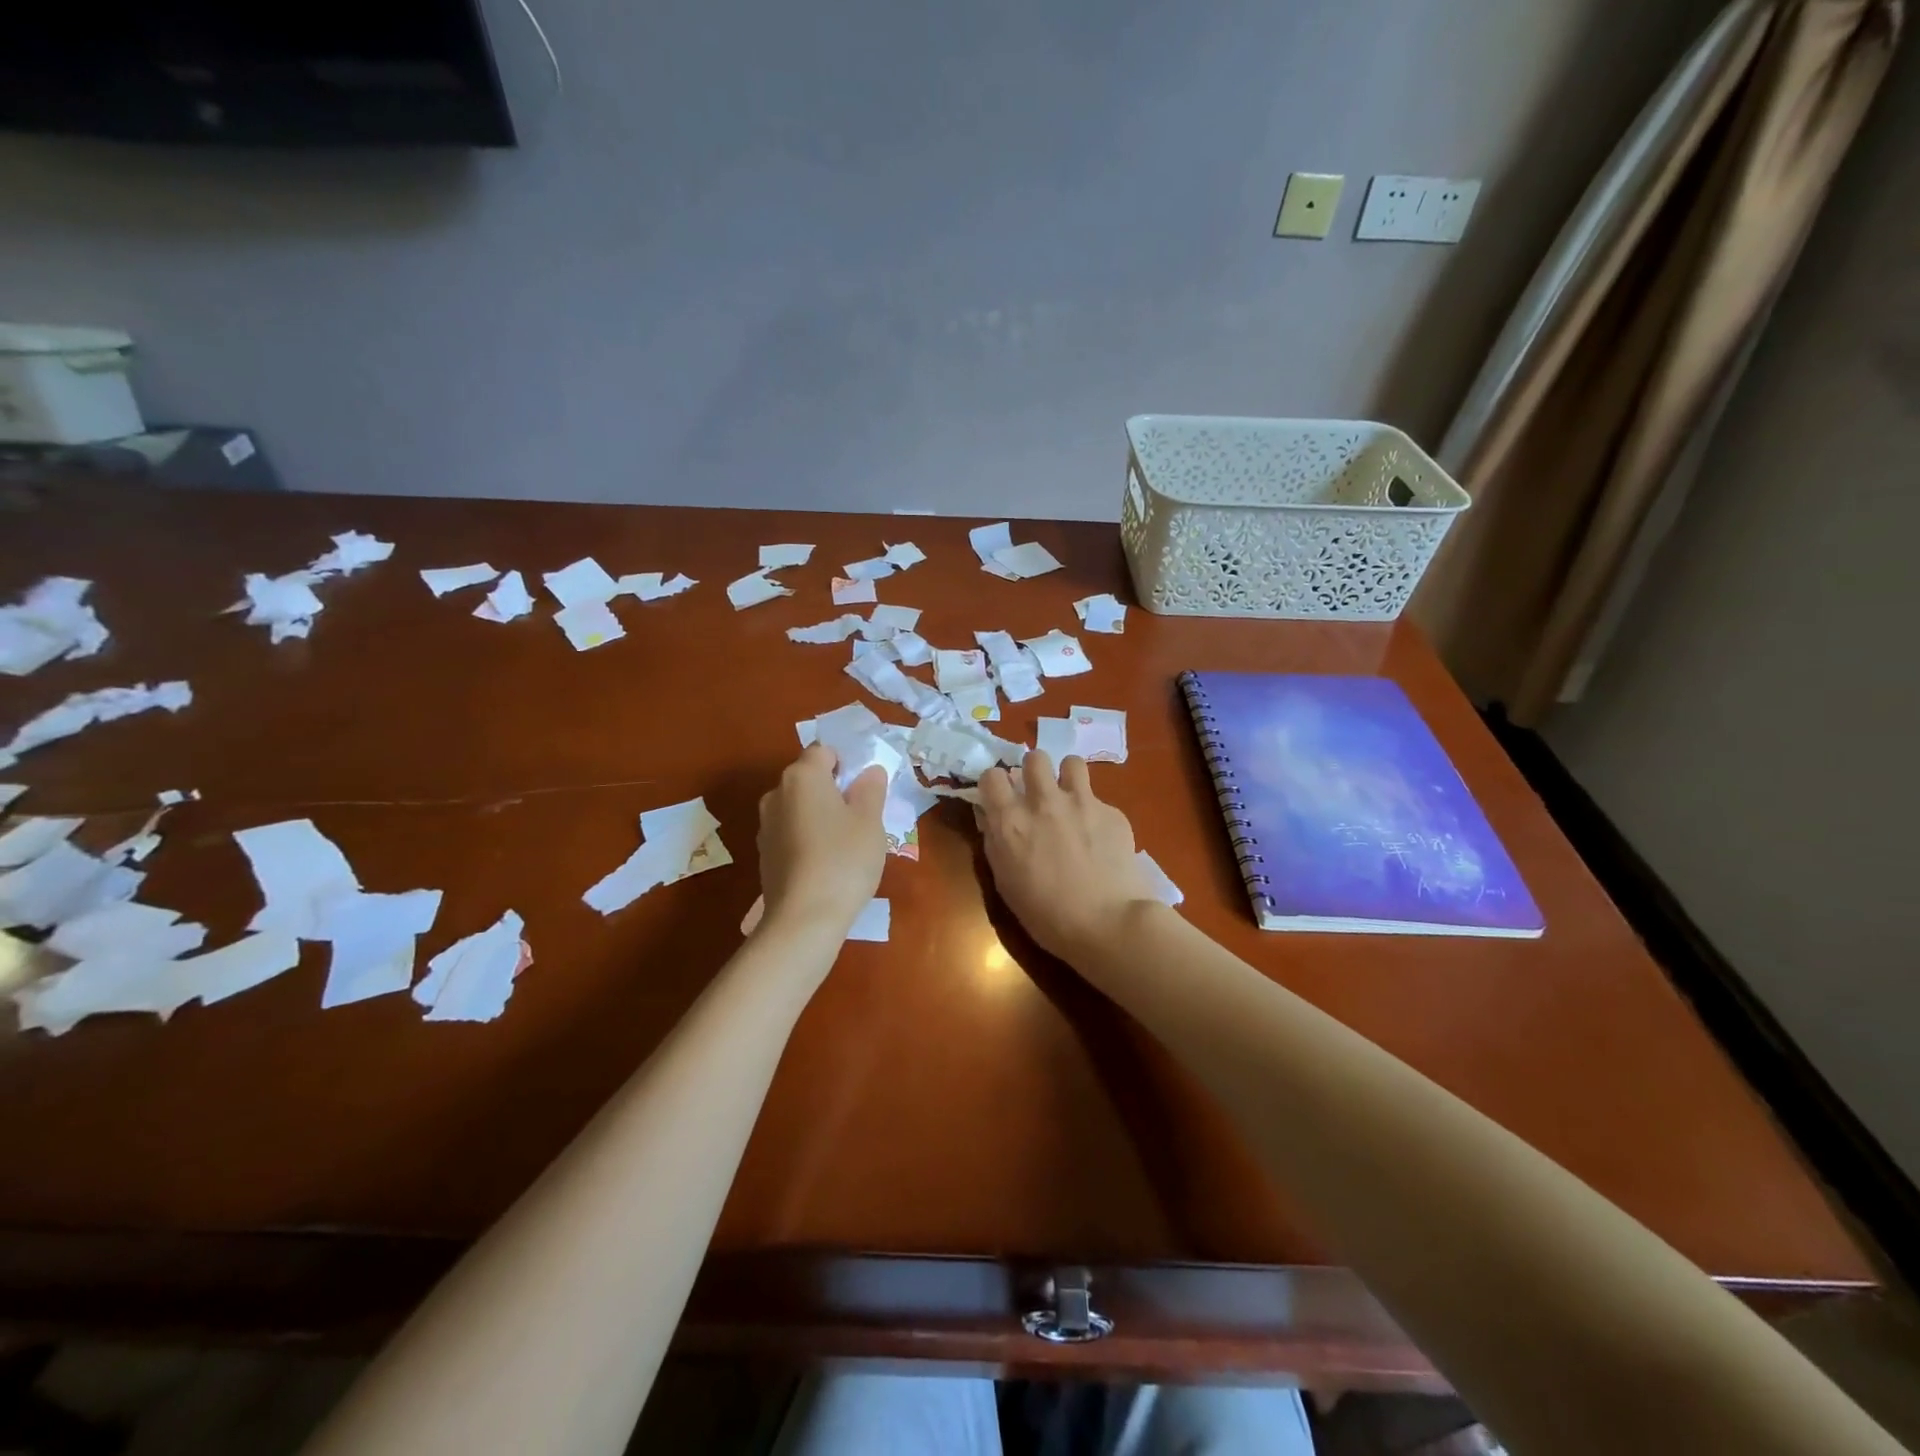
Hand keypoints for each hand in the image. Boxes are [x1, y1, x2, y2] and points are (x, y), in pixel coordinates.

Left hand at [756, 744, 887, 938]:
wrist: (804, 918)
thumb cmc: (843, 860)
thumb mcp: (870, 822)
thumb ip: (870, 789)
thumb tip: (869, 772)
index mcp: (802, 776)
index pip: (824, 751)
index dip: (846, 763)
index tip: (865, 788)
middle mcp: (776, 793)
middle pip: (808, 778)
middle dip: (833, 789)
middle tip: (861, 815)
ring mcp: (765, 824)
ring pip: (798, 806)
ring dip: (819, 814)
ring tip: (844, 843)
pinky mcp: (763, 853)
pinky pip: (790, 832)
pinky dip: (807, 837)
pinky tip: (825, 863)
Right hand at [977, 751, 1157, 965]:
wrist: (1107, 923)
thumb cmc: (1045, 914)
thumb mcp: (1005, 882)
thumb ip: (996, 843)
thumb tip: (990, 818)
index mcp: (1011, 821)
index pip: (992, 775)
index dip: (996, 785)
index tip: (1001, 798)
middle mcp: (1043, 802)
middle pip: (1035, 758)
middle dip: (1034, 772)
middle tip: (1039, 795)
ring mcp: (1081, 802)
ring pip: (1071, 763)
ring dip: (1068, 778)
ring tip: (1071, 801)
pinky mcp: (1112, 812)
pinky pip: (1100, 799)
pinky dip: (1096, 814)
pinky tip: (1101, 839)